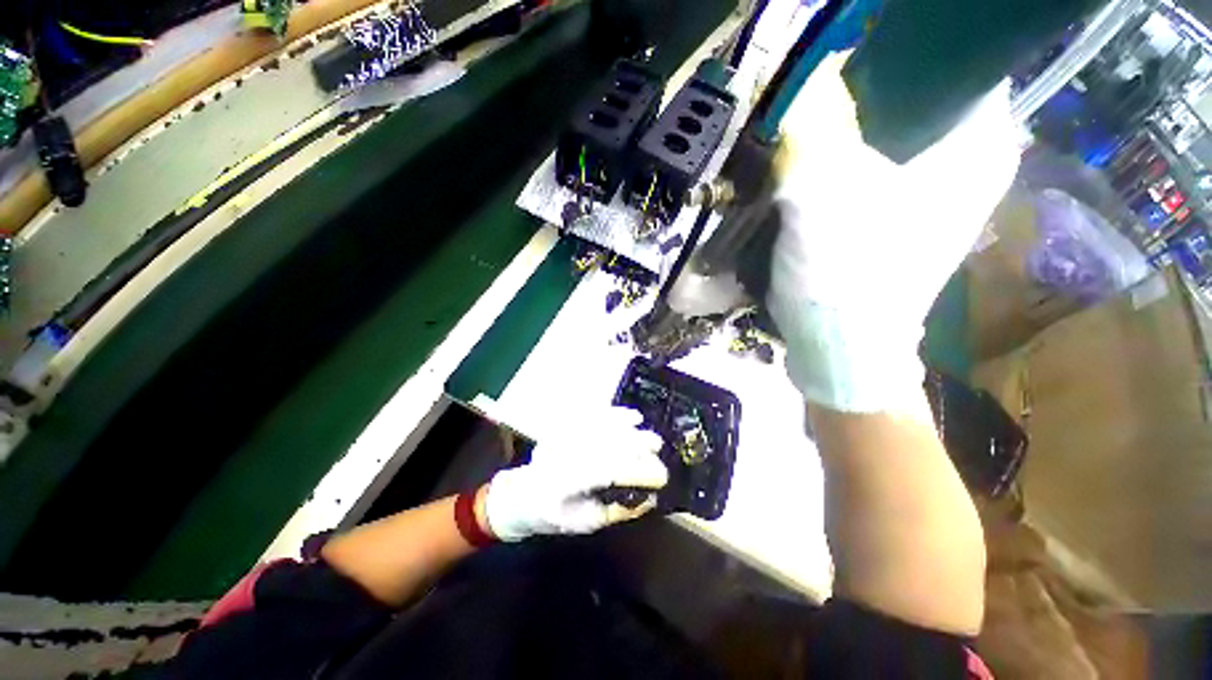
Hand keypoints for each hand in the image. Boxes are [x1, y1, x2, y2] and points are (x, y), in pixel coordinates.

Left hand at [483, 407, 667, 540]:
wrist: (523, 494)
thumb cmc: (553, 514)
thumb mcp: (583, 523)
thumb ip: (615, 510)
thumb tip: (648, 499)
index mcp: (566, 484)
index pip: (608, 471)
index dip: (638, 471)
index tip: (660, 475)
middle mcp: (564, 454)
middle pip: (607, 444)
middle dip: (638, 446)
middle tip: (658, 449)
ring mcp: (563, 437)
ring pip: (602, 427)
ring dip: (630, 429)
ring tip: (650, 435)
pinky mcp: (564, 426)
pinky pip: (593, 415)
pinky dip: (615, 414)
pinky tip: (631, 416)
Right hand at [767, 51, 1020, 413]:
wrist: (841, 346)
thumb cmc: (847, 275)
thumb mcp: (825, 195)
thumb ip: (817, 126)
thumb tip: (804, 72)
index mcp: (977, 142)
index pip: (955, 56)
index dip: (897, 48)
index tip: (845, 59)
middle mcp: (969, 161)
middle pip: (919, 92)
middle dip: (863, 91)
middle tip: (813, 104)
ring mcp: (936, 192)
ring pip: (893, 130)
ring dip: (849, 127)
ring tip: (806, 138)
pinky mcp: (901, 217)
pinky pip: (877, 165)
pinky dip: (845, 159)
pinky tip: (814, 172)